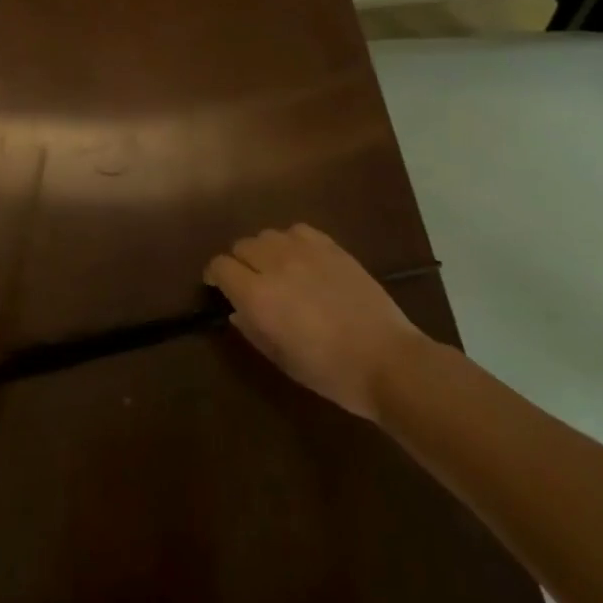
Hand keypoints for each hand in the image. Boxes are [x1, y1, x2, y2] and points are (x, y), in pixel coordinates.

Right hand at [204, 223, 429, 420]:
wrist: (388, 360)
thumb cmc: (330, 371)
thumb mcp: (281, 359)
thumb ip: (252, 330)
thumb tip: (237, 311)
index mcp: (258, 296)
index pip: (220, 266)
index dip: (215, 276)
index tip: (218, 288)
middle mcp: (276, 265)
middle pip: (241, 246)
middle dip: (239, 263)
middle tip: (249, 283)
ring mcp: (306, 252)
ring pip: (267, 235)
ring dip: (264, 250)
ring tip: (275, 269)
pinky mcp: (332, 247)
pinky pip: (298, 231)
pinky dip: (291, 241)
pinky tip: (301, 260)